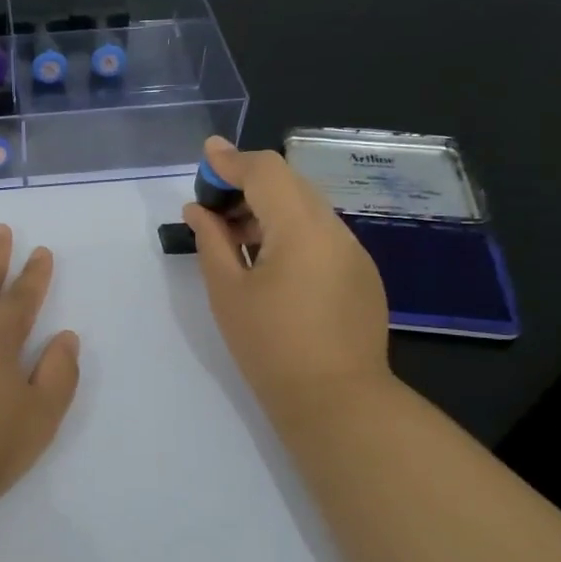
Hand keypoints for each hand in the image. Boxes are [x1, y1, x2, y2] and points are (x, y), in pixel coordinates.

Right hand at [182, 137, 392, 434]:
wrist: (336, 402)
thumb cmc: (270, 346)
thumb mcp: (228, 292)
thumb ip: (212, 241)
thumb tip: (199, 209)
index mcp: (302, 228)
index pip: (267, 170)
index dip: (231, 161)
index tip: (204, 159)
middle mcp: (335, 229)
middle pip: (290, 183)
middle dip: (248, 183)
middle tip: (212, 206)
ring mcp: (354, 251)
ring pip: (307, 208)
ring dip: (269, 208)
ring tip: (234, 237)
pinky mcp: (362, 274)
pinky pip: (321, 234)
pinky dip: (290, 231)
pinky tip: (269, 261)